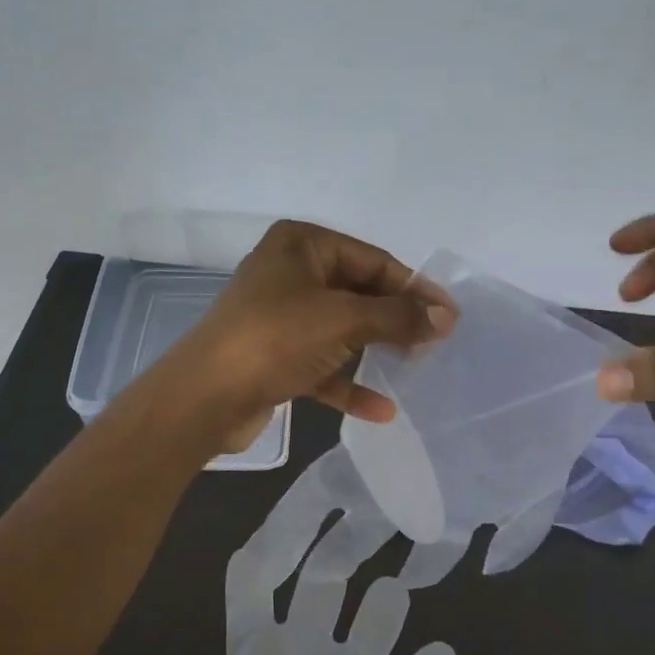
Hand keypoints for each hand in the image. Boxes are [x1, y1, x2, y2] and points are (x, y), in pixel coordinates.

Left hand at [172, 220, 455, 445]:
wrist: (203, 398)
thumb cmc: (274, 339)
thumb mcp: (342, 320)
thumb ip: (397, 317)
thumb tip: (447, 317)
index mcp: (302, 244)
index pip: (373, 260)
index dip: (414, 288)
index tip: (450, 315)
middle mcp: (291, 272)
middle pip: (359, 293)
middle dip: (396, 320)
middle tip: (437, 344)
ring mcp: (281, 316)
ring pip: (342, 329)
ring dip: (376, 350)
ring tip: (417, 369)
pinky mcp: (275, 355)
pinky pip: (323, 364)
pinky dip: (348, 383)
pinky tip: (381, 409)